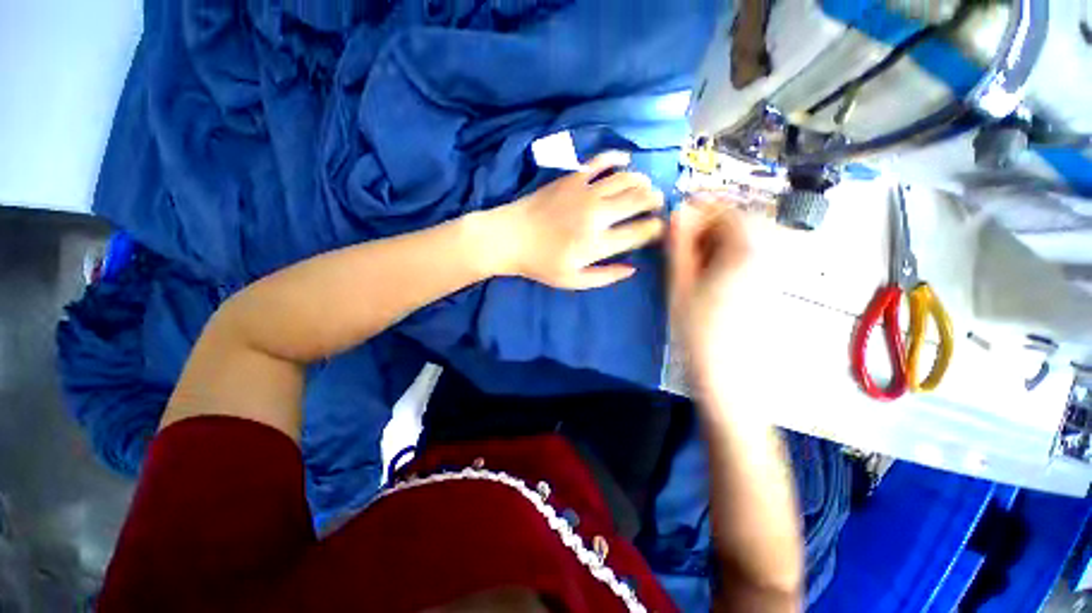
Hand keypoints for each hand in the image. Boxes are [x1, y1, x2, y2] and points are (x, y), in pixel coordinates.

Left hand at [491, 152, 665, 289]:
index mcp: (597, 244)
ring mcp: (585, 192)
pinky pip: (601, 160)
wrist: (510, 237)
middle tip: (657, 205)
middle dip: (655, 202)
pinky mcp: (572, 177)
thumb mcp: (572, 281)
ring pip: (626, 179)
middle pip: (639, 201)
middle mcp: (597, 215)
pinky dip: (617, 157)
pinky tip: (625, 161)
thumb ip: (605, 277)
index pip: (639, 232)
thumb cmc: (541, 263)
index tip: (658, 228)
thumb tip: (633, 268)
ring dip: (643, 181)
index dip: (655, 229)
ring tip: (647, 187)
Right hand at [669, 196, 767, 387]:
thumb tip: (678, 212)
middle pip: (742, 221)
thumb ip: (680, 245)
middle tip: (684, 244)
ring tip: (695, 261)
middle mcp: (771, 253)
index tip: (678, 219)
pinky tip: (713, 276)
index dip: (701, 208)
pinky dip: (731, 255)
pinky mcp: (774, 285)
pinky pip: (754, 255)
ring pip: (748, 238)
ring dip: (719, 240)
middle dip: (710, 225)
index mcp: (748, 250)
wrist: (732, 378)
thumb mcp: (681, 285)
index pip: (728, 208)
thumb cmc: (700, 333)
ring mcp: (776, 270)